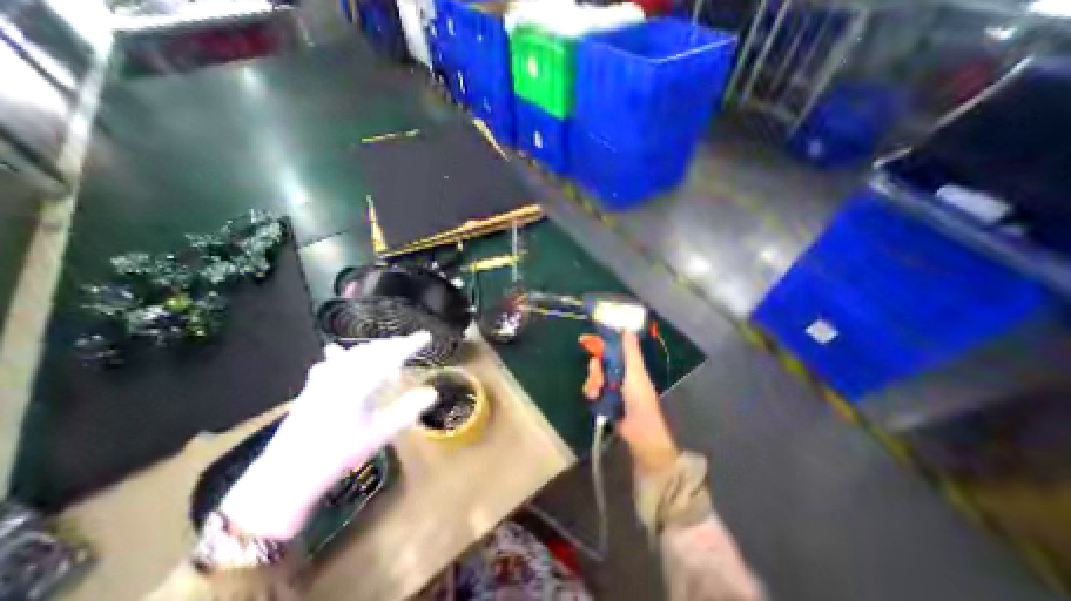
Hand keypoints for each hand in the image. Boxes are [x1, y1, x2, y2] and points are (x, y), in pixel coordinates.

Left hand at [221, 334, 437, 539]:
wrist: (287, 474)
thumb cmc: (339, 453)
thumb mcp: (380, 433)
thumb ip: (408, 410)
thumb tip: (433, 392)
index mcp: (361, 381)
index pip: (392, 354)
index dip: (411, 344)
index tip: (426, 337)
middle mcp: (343, 373)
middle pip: (374, 349)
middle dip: (394, 345)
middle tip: (411, 345)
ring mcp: (324, 377)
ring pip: (355, 353)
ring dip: (375, 349)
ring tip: (387, 352)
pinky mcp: (312, 385)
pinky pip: (335, 361)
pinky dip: (347, 356)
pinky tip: (339, 356)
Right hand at [584, 334, 677, 472]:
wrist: (638, 431)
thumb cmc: (640, 398)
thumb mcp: (636, 372)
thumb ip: (630, 351)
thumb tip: (627, 329)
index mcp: (628, 365)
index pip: (611, 349)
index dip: (599, 343)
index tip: (584, 339)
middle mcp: (618, 374)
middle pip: (598, 363)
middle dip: (595, 369)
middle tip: (598, 379)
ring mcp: (610, 387)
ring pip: (593, 376)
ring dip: (592, 382)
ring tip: (596, 392)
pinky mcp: (603, 400)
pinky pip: (591, 389)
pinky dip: (591, 392)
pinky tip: (595, 398)